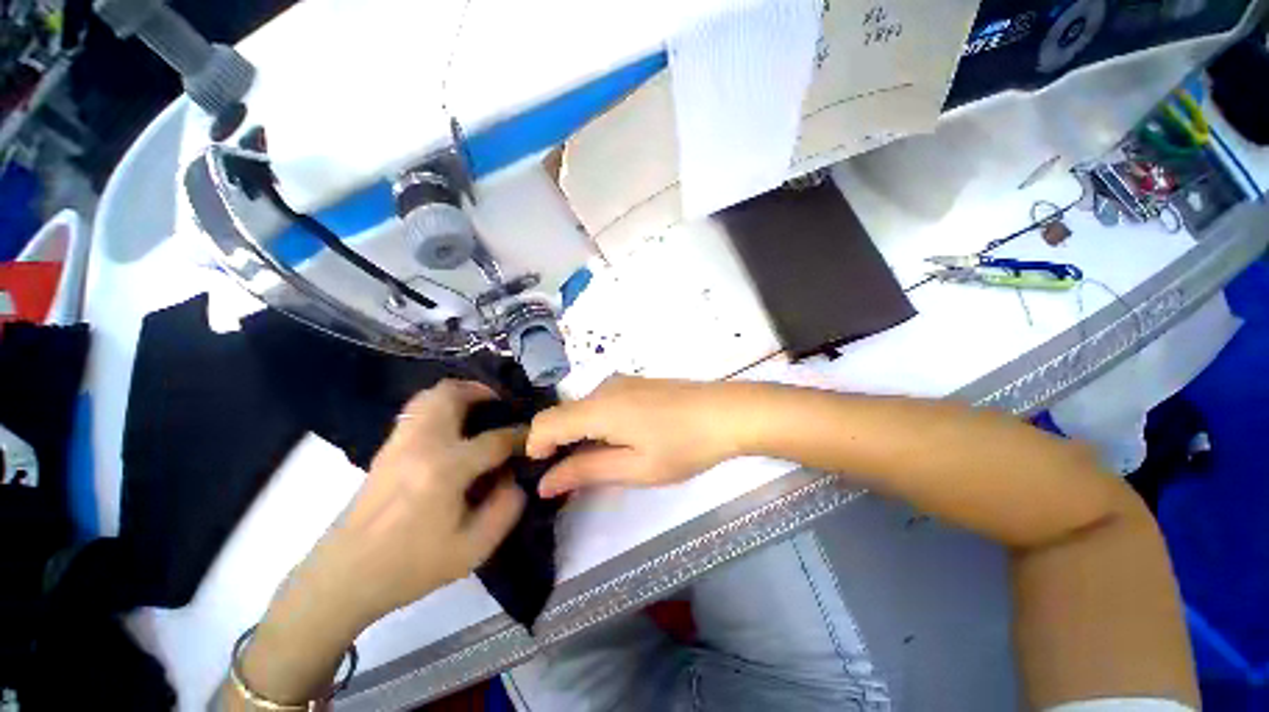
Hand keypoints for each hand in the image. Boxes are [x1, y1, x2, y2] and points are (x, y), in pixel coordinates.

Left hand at [236, 381, 524, 705]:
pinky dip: (441, 407)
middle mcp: (420, 445)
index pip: (495, 440)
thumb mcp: (473, 549)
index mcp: (444, 469)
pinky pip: (418, 410)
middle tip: (502, 406)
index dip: (520, 437)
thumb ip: (507, 507)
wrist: (343, 578)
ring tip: (480, 411)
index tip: (533, 439)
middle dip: (483, 392)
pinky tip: (453, 429)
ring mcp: (398, 443)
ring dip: (460, 395)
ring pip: (430, 396)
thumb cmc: (410, 567)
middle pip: (452, 394)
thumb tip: (515, 477)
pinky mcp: (386, 449)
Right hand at [527, 376, 744, 497]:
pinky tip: (625, 441)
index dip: (536, 448)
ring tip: (608, 462)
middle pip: (563, 415)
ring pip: (582, 410)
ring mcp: (621, 382)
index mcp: (598, 407)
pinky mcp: (634, 384)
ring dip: (582, 436)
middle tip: (581, 478)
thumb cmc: (683, 445)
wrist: (727, 412)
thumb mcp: (635, 467)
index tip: (546, 475)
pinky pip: (601, 404)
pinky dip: (599, 425)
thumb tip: (545, 482)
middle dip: (561, 446)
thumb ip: (586, 470)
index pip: (545, 422)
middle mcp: (603, 387)